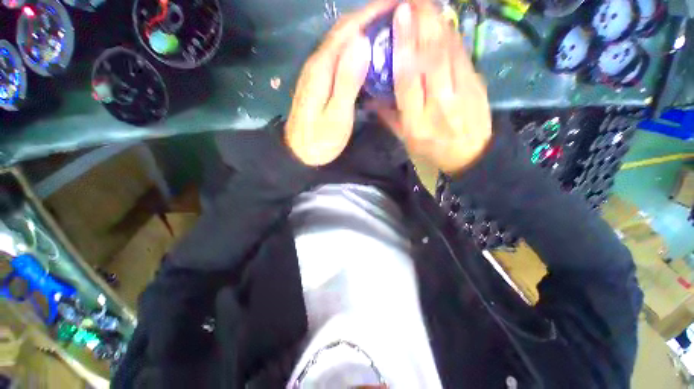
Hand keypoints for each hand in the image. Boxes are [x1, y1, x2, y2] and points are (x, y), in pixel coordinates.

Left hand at [285, 0, 396, 166]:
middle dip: (368, 17)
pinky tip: (367, 53)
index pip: (348, 30)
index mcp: (322, 68)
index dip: (371, 13)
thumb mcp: (336, 116)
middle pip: (343, 31)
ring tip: (386, 28)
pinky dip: (355, 49)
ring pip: (341, 42)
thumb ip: (347, 81)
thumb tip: (362, 42)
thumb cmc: (319, 141)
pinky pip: (339, 56)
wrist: (299, 154)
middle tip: (395, 14)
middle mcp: (317, 63)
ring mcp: (317, 72)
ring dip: (362, 30)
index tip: (395, 3)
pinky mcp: (319, 82)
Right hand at [374, 1, 491, 174]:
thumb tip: (372, 98)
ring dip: (437, 21)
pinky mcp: (476, 83)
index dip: (404, 46)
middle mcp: (439, 103)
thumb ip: (390, 118)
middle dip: (422, 21)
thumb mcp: (407, 141)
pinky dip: (451, 34)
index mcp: (417, 121)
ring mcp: (461, 91)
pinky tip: (442, 20)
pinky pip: (461, 53)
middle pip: (431, 57)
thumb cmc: (433, 150)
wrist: (472, 154)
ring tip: (426, 2)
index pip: (409, 79)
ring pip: (449, 50)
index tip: (399, 16)